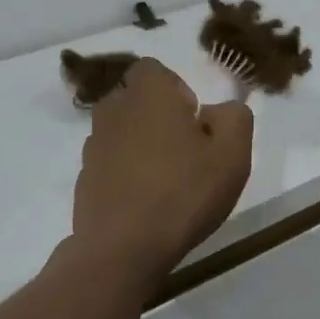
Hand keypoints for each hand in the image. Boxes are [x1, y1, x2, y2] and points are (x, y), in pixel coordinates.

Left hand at [72, 59, 253, 278]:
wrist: (123, 248)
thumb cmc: (183, 193)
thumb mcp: (232, 154)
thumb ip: (234, 118)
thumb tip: (217, 110)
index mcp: (147, 92)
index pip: (155, 70)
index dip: (177, 91)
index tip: (194, 123)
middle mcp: (113, 109)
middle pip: (137, 100)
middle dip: (159, 117)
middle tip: (186, 153)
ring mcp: (93, 144)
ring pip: (123, 131)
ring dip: (142, 145)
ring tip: (166, 181)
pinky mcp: (84, 176)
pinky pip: (111, 162)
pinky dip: (126, 172)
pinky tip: (145, 203)